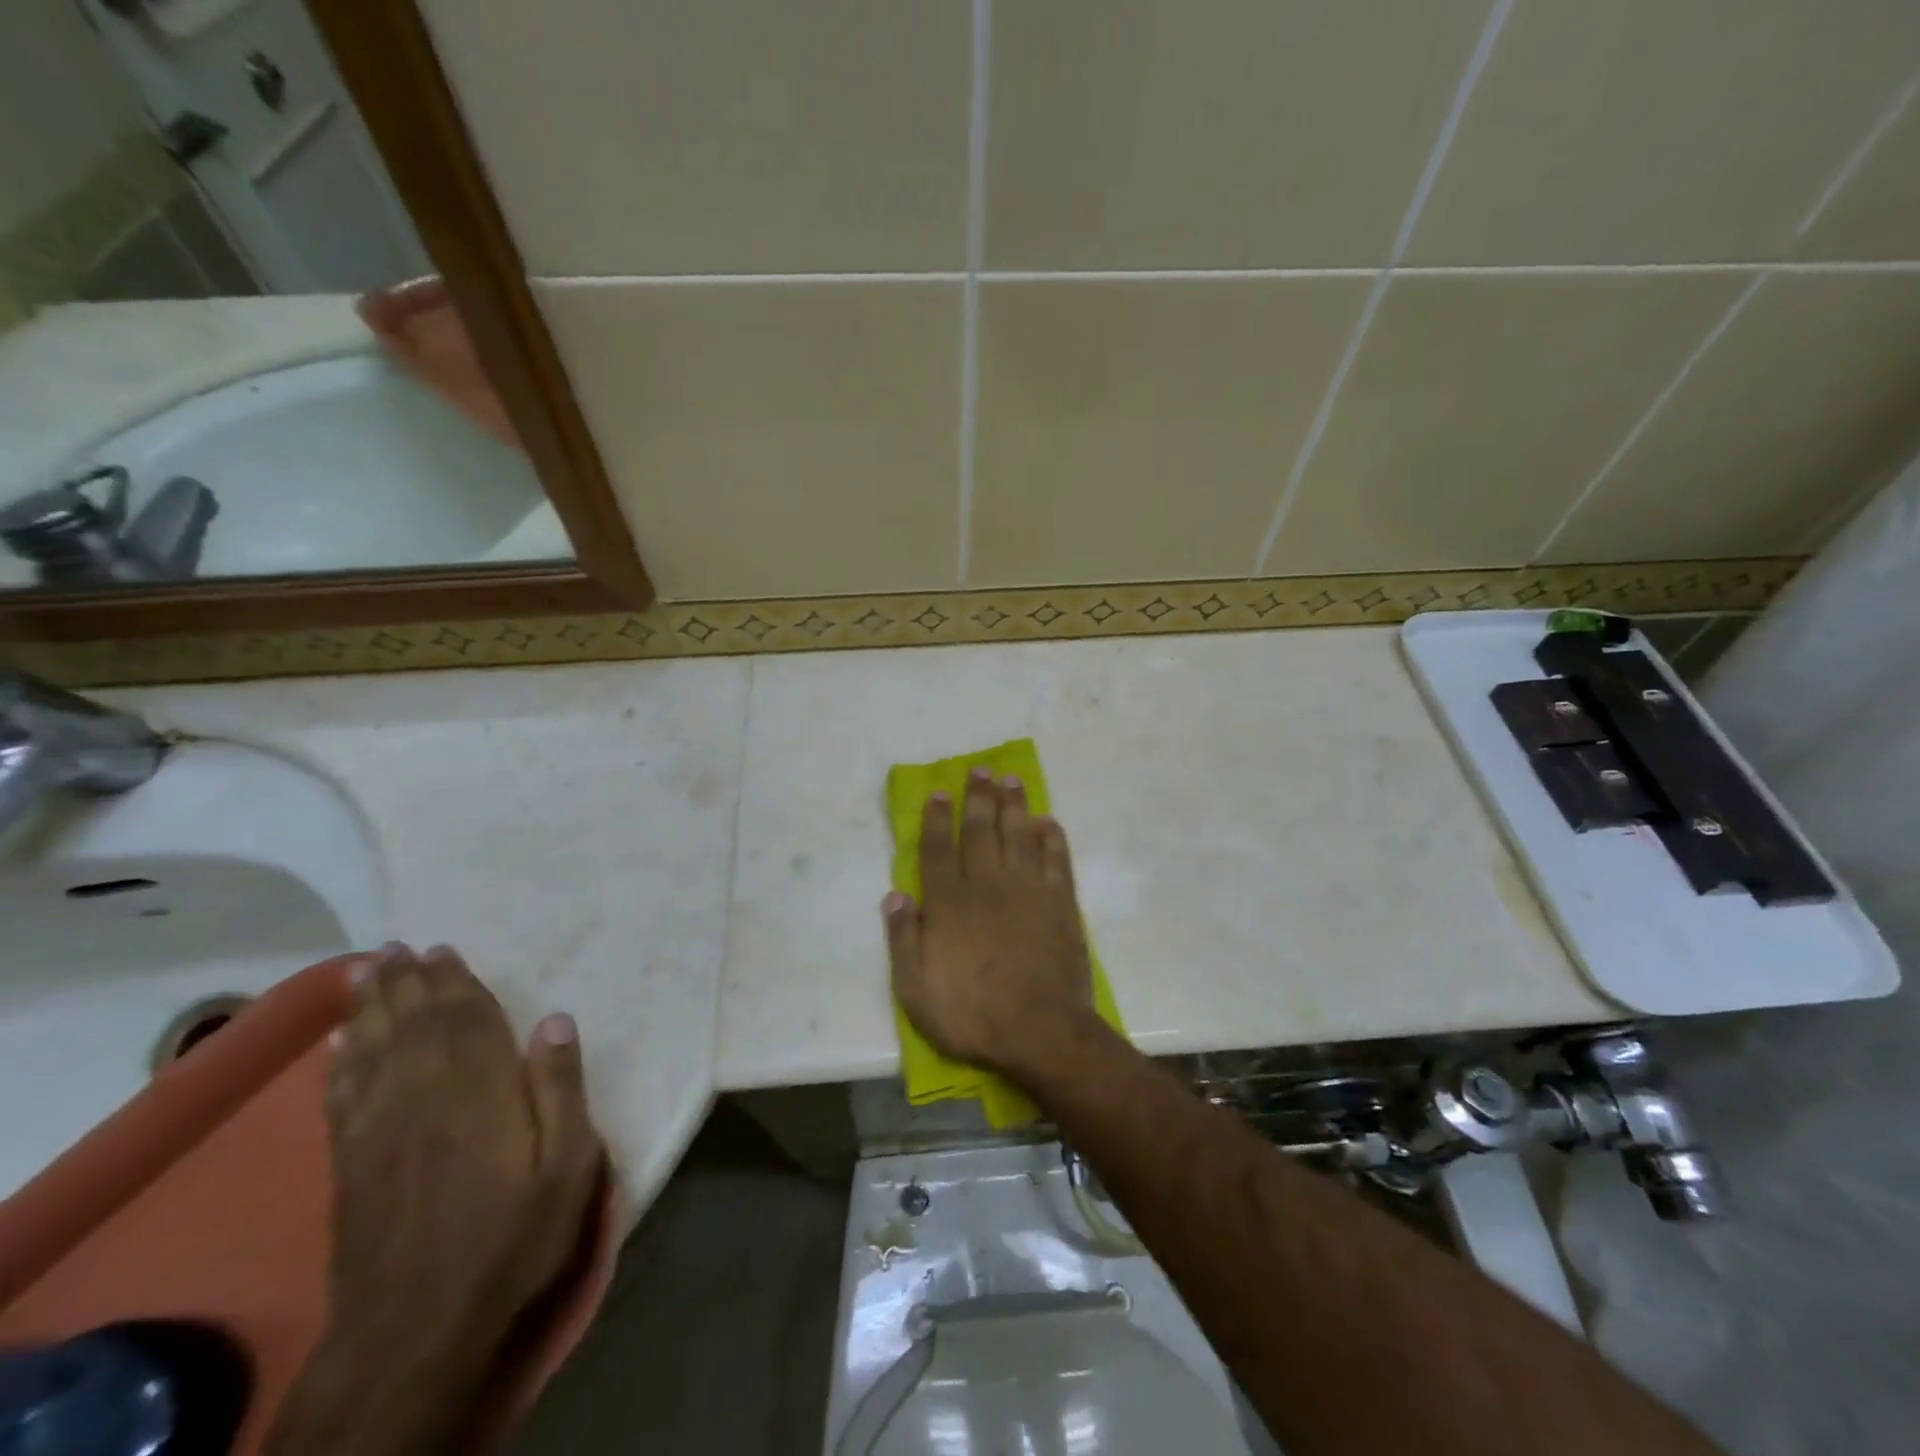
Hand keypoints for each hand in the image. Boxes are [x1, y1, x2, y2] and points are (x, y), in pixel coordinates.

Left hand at [270, 944, 600, 1455]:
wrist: (418, 1329)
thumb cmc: (512, 1238)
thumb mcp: (568, 1166)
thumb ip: (561, 1090)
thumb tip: (555, 1020)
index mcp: (480, 1094)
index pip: (465, 1022)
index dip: (454, 982)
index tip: (443, 949)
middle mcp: (424, 1099)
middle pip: (413, 1027)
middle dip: (405, 983)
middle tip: (396, 945)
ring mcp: (380, 1133)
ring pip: (373, 1052)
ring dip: (370, 1008)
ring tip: (365, 972)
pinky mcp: (351, 1167)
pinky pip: (343, 1097)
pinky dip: (341, 1062)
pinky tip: (340, 1044)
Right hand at [884, 769, 1100, 1086]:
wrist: (1040, 1033)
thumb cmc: (972, 1014)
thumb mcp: (915, 990)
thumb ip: (902, 940)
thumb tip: (894, 895)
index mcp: (950, 904)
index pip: (939, 849)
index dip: (937, 818)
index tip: (939, 791)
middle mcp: (988, 885)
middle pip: (981, 830)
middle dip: (978, 797)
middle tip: (980, 770)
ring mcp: (1028, 891)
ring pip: (1018, 835)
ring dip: (1014, 804)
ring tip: (1010, 780)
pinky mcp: (1060, 903)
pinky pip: (1056, 859)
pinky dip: (1051, 837)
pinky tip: (1047, 822)